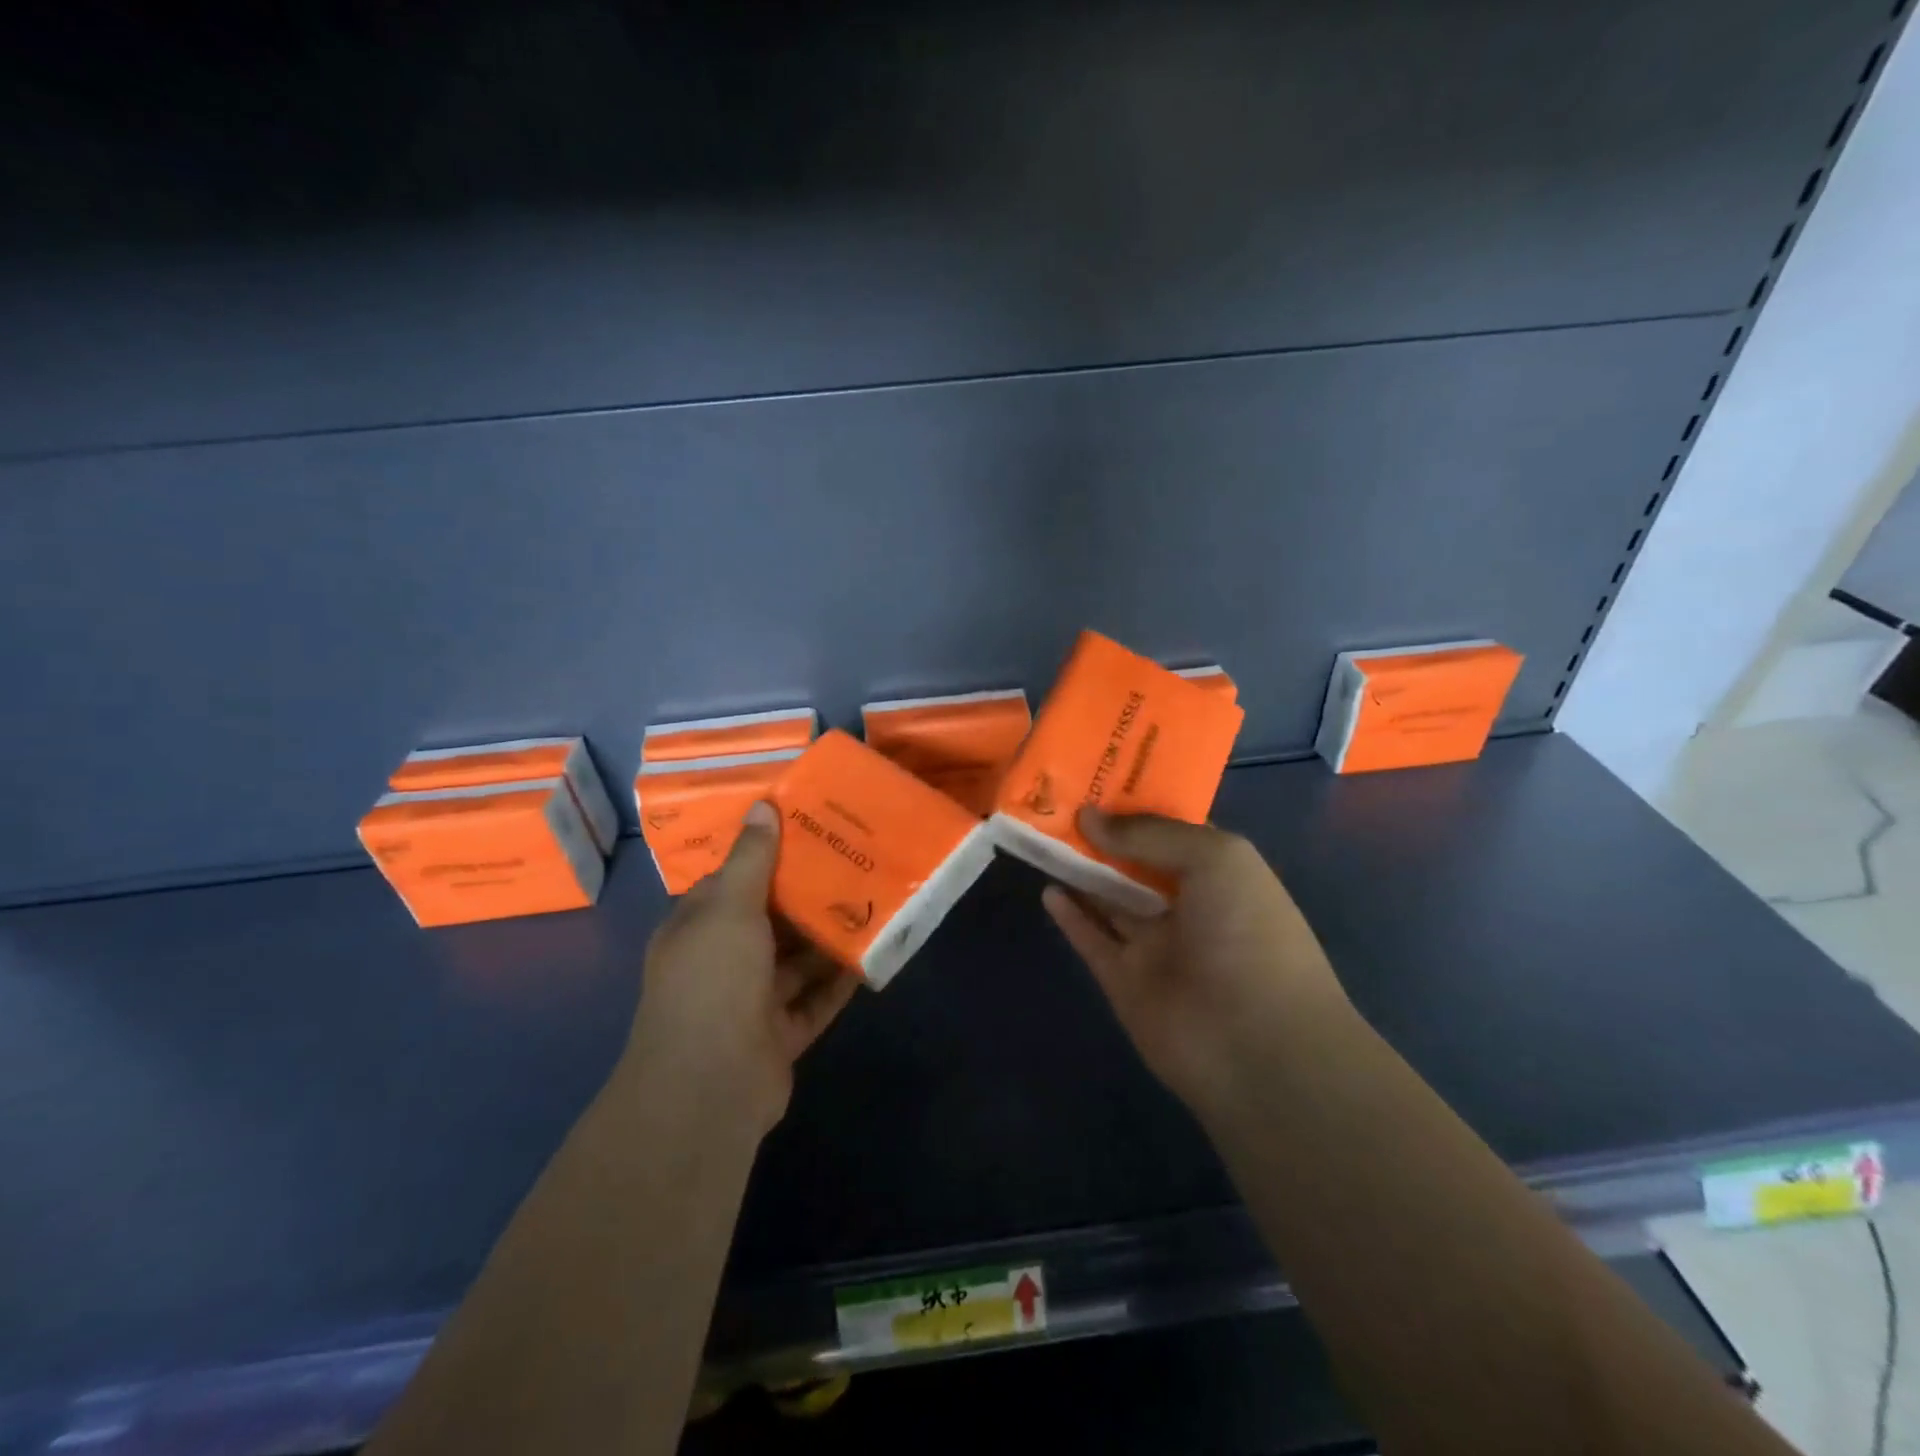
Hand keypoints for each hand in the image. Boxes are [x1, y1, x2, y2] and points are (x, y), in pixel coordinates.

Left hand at [623, 802, 859, 1136]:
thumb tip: (762, 805)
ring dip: (827, 938)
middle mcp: (721, 962)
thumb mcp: (729, 908)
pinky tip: (871, 955)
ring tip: (870, 901)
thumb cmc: (714, 980)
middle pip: (770, 921)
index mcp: (698, 928)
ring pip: (796, 961)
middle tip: (852, 861)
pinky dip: (838, 981)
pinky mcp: (780, 1033)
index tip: (809, 831)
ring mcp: (750, 1002)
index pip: (733, 882)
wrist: (710, 1085)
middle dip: (807, 896)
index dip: (768, 856)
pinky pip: (815, 1000)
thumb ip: (751, 859)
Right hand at [1042, 808, 1350, 1115]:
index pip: (1172, 829)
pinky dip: (1070, 915)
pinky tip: (1047, 889)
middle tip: (1055, 801)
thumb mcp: (1215, 858)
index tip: (1094, 777)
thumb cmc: (1248, 935)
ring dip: (1079, 869)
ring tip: (1041, 835)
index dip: (1136, 804)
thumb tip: (1090, 817)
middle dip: (1100, 834)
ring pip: (1108, 898)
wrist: (1256, 1046)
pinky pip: (1091, 939)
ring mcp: (1154, 945)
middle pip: (1133, 862)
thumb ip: (1150, 834)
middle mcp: (1186, 905)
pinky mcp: (1124, 980)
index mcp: (1219, 873)